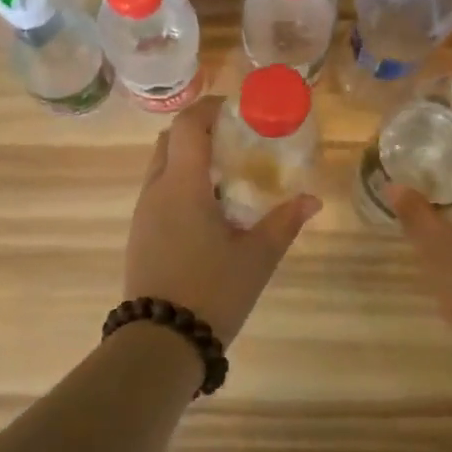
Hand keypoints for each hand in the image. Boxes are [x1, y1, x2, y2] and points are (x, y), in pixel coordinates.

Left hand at [123, 96, 321, 343]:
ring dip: (190, 159)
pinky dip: (181, 184)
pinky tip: (208, 210)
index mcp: (182, 184)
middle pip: (170, 140)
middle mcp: (155, 189)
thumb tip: (312, 200)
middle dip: (200, 131)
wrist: (160, 342)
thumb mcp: (256, 257)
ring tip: (227, 176)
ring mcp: (142, 212)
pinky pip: (158, 192)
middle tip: (236, 141)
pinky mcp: (139, 234)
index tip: (237, 110)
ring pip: (162, 166)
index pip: (187, 124)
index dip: (210, 108)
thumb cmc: (211, 291)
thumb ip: (284, 223)